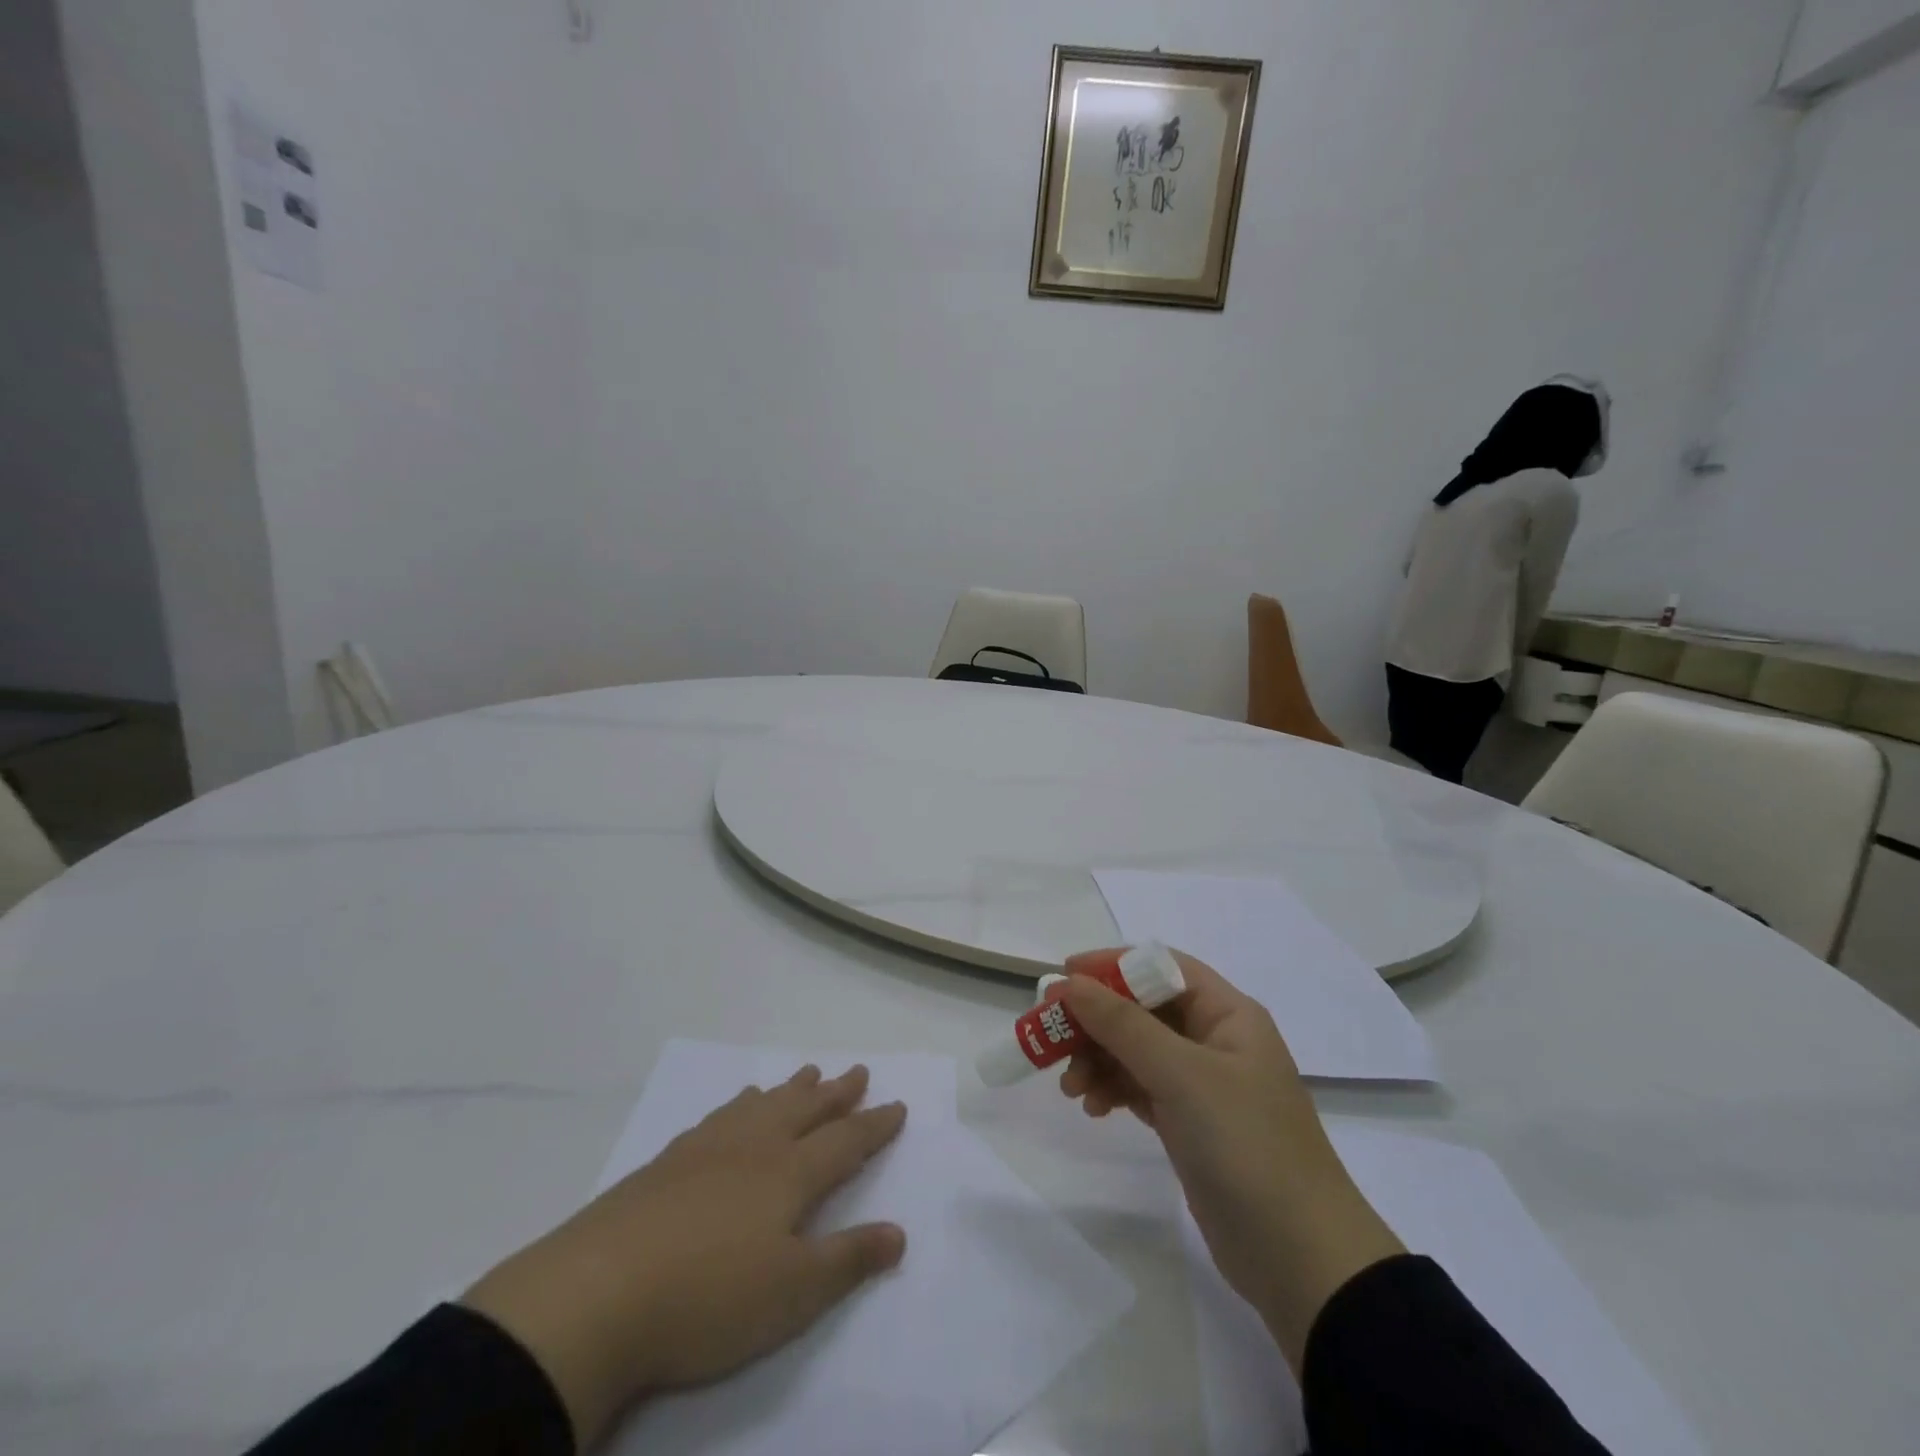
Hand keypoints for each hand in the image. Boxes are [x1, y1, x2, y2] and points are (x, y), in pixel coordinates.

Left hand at [462, 1065, 906, 1448]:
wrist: (598, 1293)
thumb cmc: (708, 1298)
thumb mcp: (791, 1294)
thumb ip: (847, 1259)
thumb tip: (899, 1232)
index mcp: (789, 1175)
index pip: (845, 1142)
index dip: (874, 1126)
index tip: (898, 1106)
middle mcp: (754, 1147)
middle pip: (805, 1110)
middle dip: (837, 1093)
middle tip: (858, 1071)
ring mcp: (708, 1149)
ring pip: (762, 1105)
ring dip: (791, 1089)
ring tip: (807, 1073)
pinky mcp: (668, 1162)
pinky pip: (720, 1115)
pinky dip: (741, 1103)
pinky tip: (737, 1105)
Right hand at [1059, 951, 1403, 1370]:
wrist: (1300, 1259)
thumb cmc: (1245, 1144)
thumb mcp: (1181, 1074)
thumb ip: (1122, 1024)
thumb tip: (1068, 982)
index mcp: (1227, 1013)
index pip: (1161, 967)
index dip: (1111, 966)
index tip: (1062, 978)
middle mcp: (1215, 1040)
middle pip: (1142, 1009)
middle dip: (1095, 1020)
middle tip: (1050, 1036)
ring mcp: (1202, 1084)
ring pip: (1136, 1050)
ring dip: (1098, 1058)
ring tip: (1070, 1086)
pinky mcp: (1189, 1124)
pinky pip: (1139, 1087)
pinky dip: (1112, 1089)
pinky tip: (1092, 1107)